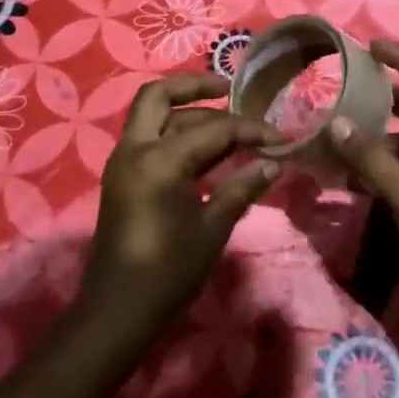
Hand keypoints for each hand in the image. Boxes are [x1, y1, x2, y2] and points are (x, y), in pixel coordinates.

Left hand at [79, 73, 279, 348]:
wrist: (118, 311)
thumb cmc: (168, 270)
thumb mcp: (212, 227)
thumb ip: (242, 188)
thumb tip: (274, 163)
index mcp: (159, 159)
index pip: (213, 128)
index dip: (250, 130)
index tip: (280, 137)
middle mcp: (134, 149)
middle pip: (159, 95)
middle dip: (195, 86)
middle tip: (230, 90)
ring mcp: (123, 162)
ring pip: (153, 116)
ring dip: (187, 112)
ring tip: (228, 126)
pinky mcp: (122, 178)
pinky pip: (148, 138)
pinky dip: (175, 133)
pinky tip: (206, 151)